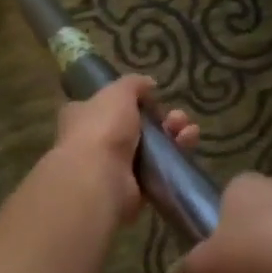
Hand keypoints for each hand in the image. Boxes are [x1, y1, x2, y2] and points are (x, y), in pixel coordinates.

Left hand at [52, 75, 199, 221]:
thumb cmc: (102, 128)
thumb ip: (133, 84)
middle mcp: (95, 141)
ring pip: (150, 147)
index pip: (106, 105)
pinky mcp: (133, 188)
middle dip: (161, 119)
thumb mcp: (118, 93)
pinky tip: (188, 145)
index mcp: (83, 116)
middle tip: (178, 117)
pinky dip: (175, 157)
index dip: (130, 101)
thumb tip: (149, 84)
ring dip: (172, 135)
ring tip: (189, 130)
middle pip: (135, 126)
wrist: (101, 179)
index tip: (151, 99)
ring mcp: (114, 166)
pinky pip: (158, 169)